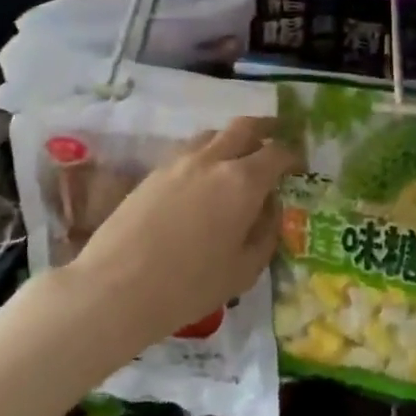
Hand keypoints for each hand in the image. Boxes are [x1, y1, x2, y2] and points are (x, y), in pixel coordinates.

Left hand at [72, 116, 297, 349]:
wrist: (115, 288)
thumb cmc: (189, 286)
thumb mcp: (244, 270)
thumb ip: (266, 233)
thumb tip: (271, 208)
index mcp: (243, 181)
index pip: (277, 152)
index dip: (293, 156)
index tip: (300, 166)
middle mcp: (213, 160)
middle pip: (245, 127)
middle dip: (266, 129)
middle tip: (277, 137)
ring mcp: (179, 162)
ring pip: (214, 134)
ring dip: (233, 139)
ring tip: (239, 157)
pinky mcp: (154, 172)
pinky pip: (190, 149)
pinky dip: (207, 152)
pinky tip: (204, 177)